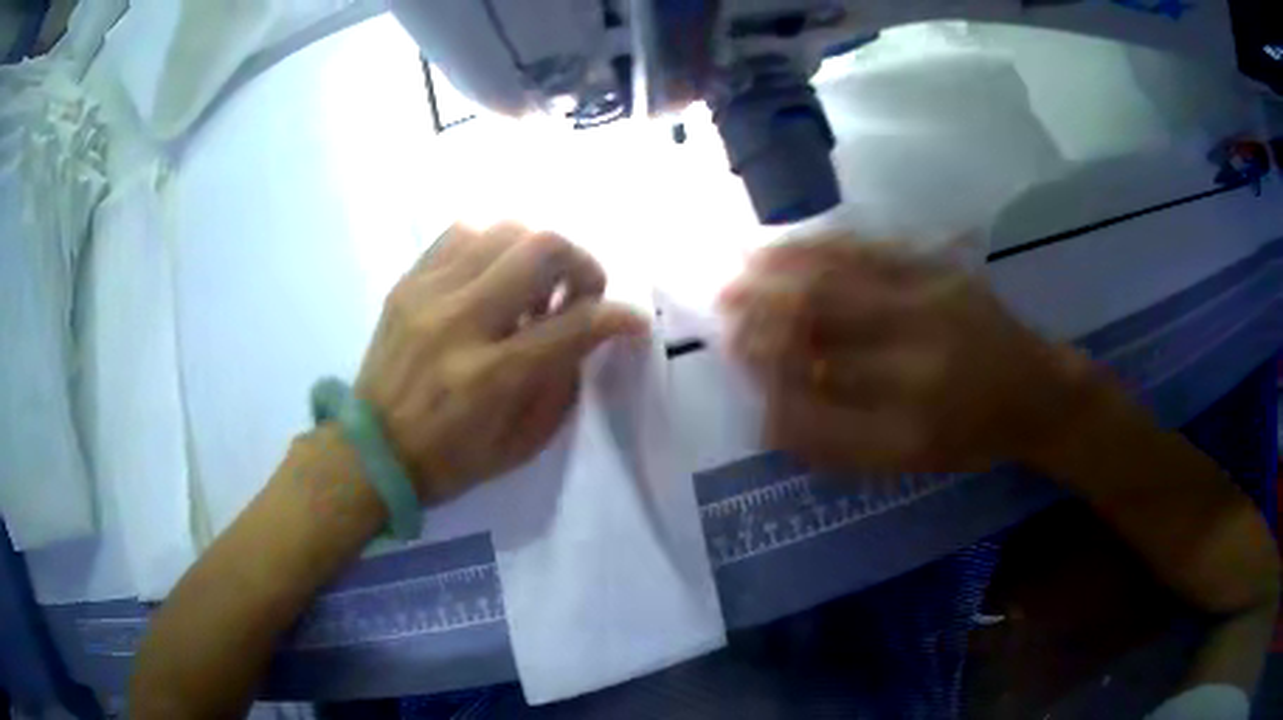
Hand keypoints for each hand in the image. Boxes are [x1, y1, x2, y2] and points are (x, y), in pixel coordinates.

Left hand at [356, 222, 647, 505]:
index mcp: (491, 376)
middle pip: (541, 249)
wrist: (371, 451)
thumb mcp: (519, 445)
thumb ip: (561, 383)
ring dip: (535, 252)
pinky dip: (492, 245)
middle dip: (581, 264)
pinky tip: (493, 274)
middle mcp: (460, 321)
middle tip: (580, 292)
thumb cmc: (449, 460)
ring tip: (532, 286)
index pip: (574, 325)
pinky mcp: (407, 283)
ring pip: (503, 230)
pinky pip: (460, 233)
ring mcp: (428, 293)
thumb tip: (589, 331)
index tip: (631, 320)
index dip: (616, 316)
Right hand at [720, 237, 1091, 474]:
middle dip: (760, 308)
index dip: (764, 372)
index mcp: (908, 420)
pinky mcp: (939, 269)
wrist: (1037, 390)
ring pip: (841, 273)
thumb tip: (768, 417)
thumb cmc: (972, 437)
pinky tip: (793, 241)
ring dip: (781, 267)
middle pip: (821, 316)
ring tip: (740, 264)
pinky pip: (871, 247)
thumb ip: (836, 445)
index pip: (813, 393)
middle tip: (722, 304)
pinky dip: (821, 243)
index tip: (733, 359)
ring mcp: (930, 300)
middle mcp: (917, 354)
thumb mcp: (908, 461)